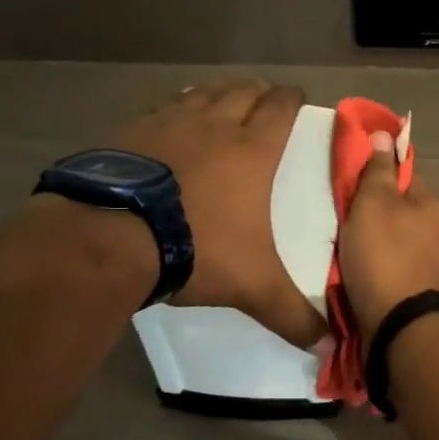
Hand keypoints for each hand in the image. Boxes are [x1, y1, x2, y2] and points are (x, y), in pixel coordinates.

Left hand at [109, 80, 327, 348]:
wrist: (109, 236)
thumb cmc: (196, 248)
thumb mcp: (252, 287)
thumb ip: (291, 315)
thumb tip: (329, 347)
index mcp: (253, 151)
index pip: (280, 108)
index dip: (292, 99)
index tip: (297, 98)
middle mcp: (215, 126)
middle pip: (243, 92)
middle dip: (258, 92)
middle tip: (264, 101)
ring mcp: (170, 123)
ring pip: (203, 93)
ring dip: (219, 94)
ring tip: (223, 102)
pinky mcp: (131, 131)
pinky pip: (163, 107)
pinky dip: (177, 107)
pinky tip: (172, 119)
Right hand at [339, 131, 438, 338]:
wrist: (402, 328)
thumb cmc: (385, 257)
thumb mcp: (373, 204)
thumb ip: (378, 170)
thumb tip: (385, 133)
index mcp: (432, 204)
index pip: (403, 172)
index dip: (377, 168)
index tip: (351, 174)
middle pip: (400, 208)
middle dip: (373, 209)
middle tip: (341, 215)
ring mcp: (432, 263)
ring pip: (396, 239)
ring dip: (374, 240)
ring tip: (343, 247)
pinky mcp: (420, 291)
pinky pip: (393, 267)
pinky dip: (376, 266)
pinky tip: (357, 273)